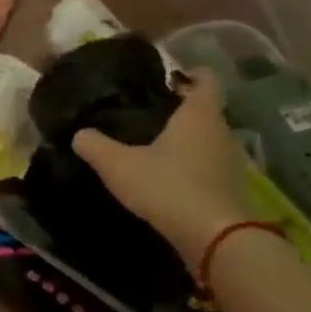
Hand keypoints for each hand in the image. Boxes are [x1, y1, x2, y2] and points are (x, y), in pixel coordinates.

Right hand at [72, 72, 249, 266]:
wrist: (215, 238)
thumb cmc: (167, 187)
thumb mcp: (118, 165)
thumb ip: (95, 146)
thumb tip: (79, 133)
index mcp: (199, 115)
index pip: (205, 79)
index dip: (190, 72)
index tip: (169, 75)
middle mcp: (221, 132)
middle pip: (205, 110)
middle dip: (181, 109)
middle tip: (148, 112)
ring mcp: (231, 162)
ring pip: (208, 139)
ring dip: (187, 140)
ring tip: (153, 145)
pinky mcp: (231, 189)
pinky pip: (209, 166)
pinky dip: (192, 166)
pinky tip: (167, 177)